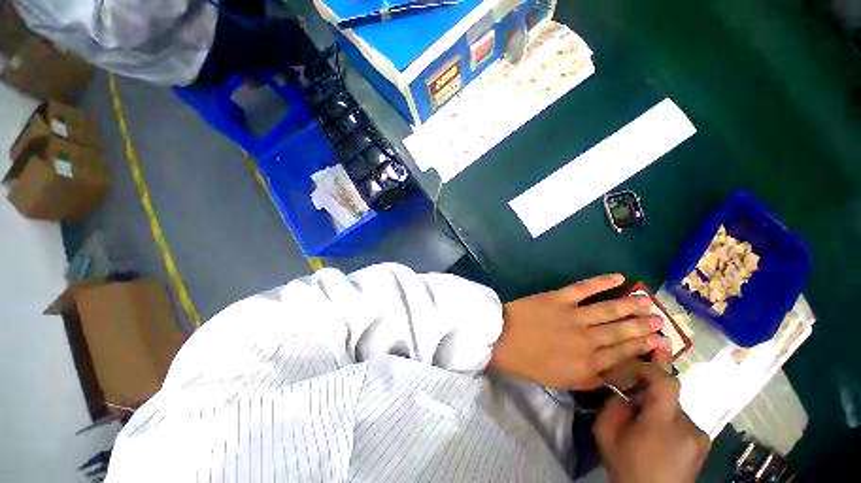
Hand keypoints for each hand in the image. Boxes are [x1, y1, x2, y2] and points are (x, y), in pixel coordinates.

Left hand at [488, 274, 668, 388]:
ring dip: (631, 304)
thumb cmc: (526, 363)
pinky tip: (619, 277)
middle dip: (643, 326)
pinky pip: (585, 288)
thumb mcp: (558, 380)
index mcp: (587, 364)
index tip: (658, 341)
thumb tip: (612, 374)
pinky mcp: (559, 298)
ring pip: (610, 309)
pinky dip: (602, 281)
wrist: (500, 338)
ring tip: (647, 301)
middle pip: (622, 332)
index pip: (623, 355)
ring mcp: (573, 316)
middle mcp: (587, 340)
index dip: (642, 347)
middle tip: (660, 320)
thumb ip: (587, 379)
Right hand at [595, 352, 709, 482]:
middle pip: (670, 393)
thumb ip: (614, 406)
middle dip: (651, 385)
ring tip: (643, 415)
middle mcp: (688, 427)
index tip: (638, 359)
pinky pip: (682, 420)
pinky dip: (668, 417)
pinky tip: (657, 431)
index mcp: (663, 424)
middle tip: (648, 364)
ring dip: (658, 404)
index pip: (666, 383)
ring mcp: (699, 437)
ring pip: (675, 407)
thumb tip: (625, 391)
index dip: (654, 365)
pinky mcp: (703, 445)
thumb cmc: (626, 466)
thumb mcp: (606, 433)